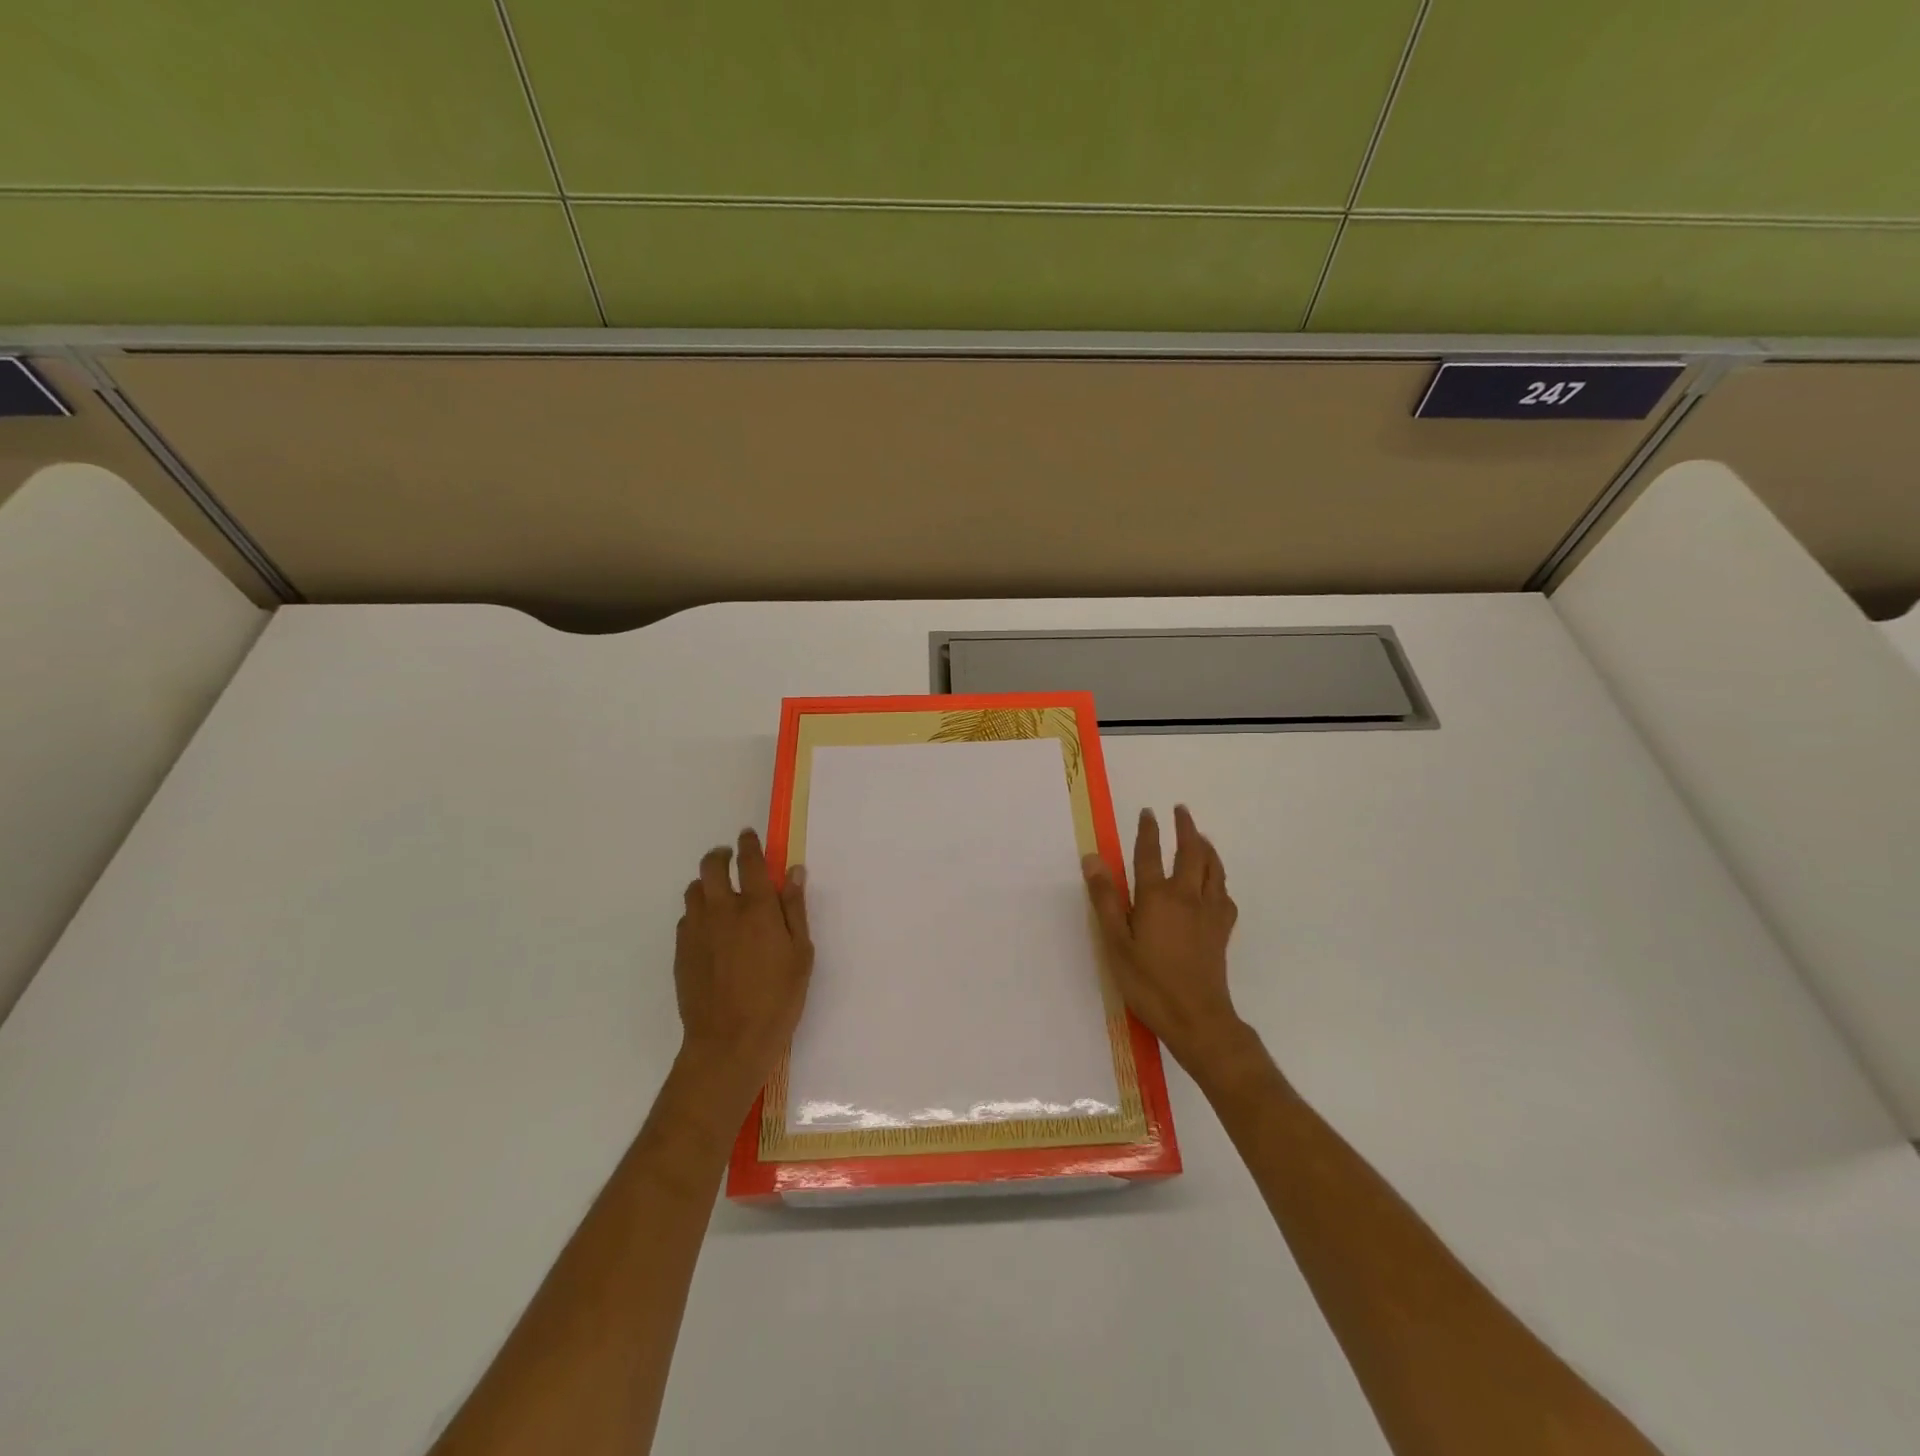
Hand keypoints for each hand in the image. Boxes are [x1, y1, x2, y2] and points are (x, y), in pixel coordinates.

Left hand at [673, 829, 813, 1112]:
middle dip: (721, 855)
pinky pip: (686, 918)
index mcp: (756, 907)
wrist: (729, 1042)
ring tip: (719, 893)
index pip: (750, 861)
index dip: (749, 844)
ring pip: (694, 890)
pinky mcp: (681, 951)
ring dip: (707, 883)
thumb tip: (793, 872)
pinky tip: (710, 928)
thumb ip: (794, 909)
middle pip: (711, 865)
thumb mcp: (801, 953)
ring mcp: (696, 930)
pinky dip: (698, 911)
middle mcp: (722, 910)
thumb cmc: (777, 998)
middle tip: (731, 858)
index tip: (749, 835)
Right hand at [1083, 805, 1243, 1075]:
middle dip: (1185, 828)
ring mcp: (1209, 912)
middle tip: (1181, 810)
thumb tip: (1092, 858)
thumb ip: (1105, 898)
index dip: (1148, 830)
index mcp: (1157, 896)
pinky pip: (1224, 894)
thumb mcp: (1116, 942)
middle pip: (1190, 852)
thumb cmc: (1148, 982)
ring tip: (1201, 836)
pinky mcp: (1222, 930)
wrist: (1197, 1018)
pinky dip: (1219, 879)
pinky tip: (1216, 883)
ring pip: (1213, 868)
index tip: (1149, 812)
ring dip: (1207, 847)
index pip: (1150, 853)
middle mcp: (1187, 895)